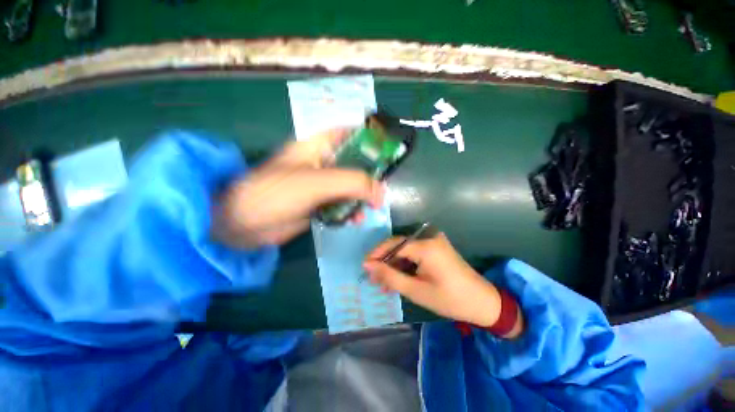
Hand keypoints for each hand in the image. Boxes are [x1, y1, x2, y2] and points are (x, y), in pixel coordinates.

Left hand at [213, 130, 383, 246]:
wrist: (245, 224)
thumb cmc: (277, 192)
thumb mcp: (318, 182)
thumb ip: (354, 183)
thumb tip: (382, 192)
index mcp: (319, 145)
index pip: (351, 133)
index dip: (371, 139)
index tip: (390, 153)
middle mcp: (322, 161)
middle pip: (356, 162)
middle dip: (371, 176)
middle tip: (382, 190)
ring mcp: (321, 184)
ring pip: (351, 185)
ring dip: (362, 197)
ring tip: (369, 210)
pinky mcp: (319, 203)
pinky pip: (342, 203)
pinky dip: (351, 211)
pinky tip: (354, 221)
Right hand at [363, 233, 504, 328]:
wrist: (483, 302)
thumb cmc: (449, 299)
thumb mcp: (416, 290)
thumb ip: (390, 276)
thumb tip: (368, 266)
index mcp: (425, 246)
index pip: (393, 244)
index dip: (377, 255)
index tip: (364, 267)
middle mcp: (429, 238)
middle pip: (399, 246)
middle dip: (385, 262)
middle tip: (374, 278)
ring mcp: (434, 242)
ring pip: (406, 250)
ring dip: (394, 265)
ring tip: (384, 283)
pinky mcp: (437, 248)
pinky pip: (415, 253)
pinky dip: (406, 265)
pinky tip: (398, 278)